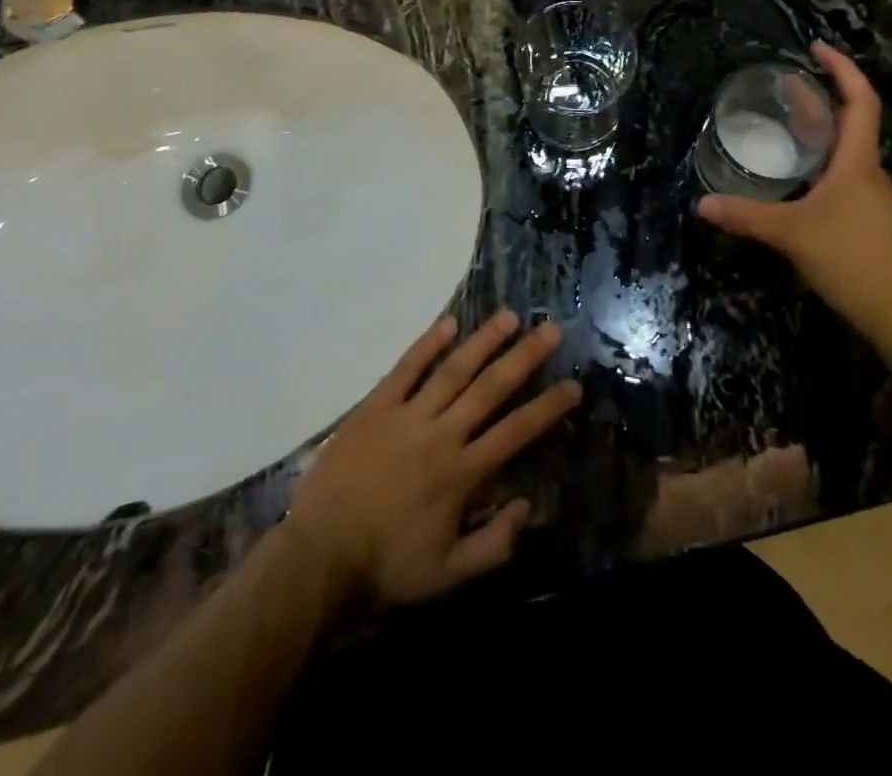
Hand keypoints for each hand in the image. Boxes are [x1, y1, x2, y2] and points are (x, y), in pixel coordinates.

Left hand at [287, 310, 581, 608]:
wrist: (318, 555)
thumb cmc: (386, 565)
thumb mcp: (447, 575)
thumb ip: (493, 544)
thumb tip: (529, 506)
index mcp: (461, 473)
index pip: (515, 432)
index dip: (547, 407)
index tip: (573, 384)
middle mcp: (441, 435)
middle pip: (490, 389)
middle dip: (524, 357)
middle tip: (550, 329)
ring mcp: (407, 416)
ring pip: (453, 371)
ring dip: (483, 341)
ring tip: (509, 315)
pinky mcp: (375, 407)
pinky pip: (405, 369)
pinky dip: (427, 345)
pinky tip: (448, 323)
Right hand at [697, 43, 891, 326]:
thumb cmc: (850, 258)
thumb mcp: (790, 234)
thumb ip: (746, 216)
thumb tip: (703, 204)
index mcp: (857, 161)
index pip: (859, 100)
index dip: (842, 69)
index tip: (816, 48)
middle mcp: (869, 171)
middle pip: (851, 120)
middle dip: (821, 97)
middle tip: (786, 84)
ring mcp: (872, 196)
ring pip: (848, 150)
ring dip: (822, 129)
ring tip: (788, 123)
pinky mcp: (869, 217)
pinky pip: (845, 174)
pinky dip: (822, 159)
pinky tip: (799, 176)